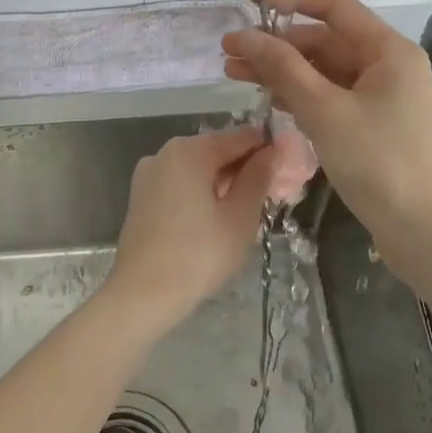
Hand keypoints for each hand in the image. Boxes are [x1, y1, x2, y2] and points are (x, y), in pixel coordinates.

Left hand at [106, 125, 274, 323]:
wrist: (142, 295)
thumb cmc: (198, 255)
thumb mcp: (240, 216)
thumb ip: (258, 177)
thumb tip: (271, 152)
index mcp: (189, 151)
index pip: (241, 137)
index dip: (269, 150)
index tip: (290, 171)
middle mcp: (164, 153)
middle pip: (217, 150)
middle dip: (246, 168)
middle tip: (273, 196)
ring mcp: (148, 176)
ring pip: (198, 169)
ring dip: (225, 183)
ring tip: (248, 211)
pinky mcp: (141, 198)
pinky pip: (181, 185)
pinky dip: (202, 193)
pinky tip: (217, 219)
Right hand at [222, 0, 431, 235]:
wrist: (421, 229)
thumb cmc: (378, 163)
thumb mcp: (325, 111)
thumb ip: (283, 69)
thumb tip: (245, 37)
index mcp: (388, 51)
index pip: (333, 6)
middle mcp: (388, 65)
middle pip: (325, 40)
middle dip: (276, 43)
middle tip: (229, 52)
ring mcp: (382, 96)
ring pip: (324, 71)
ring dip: (282, 70)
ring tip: (235, 75)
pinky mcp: (373, 124)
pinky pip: (331, 96)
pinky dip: (301, 94)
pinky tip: (269, 99)